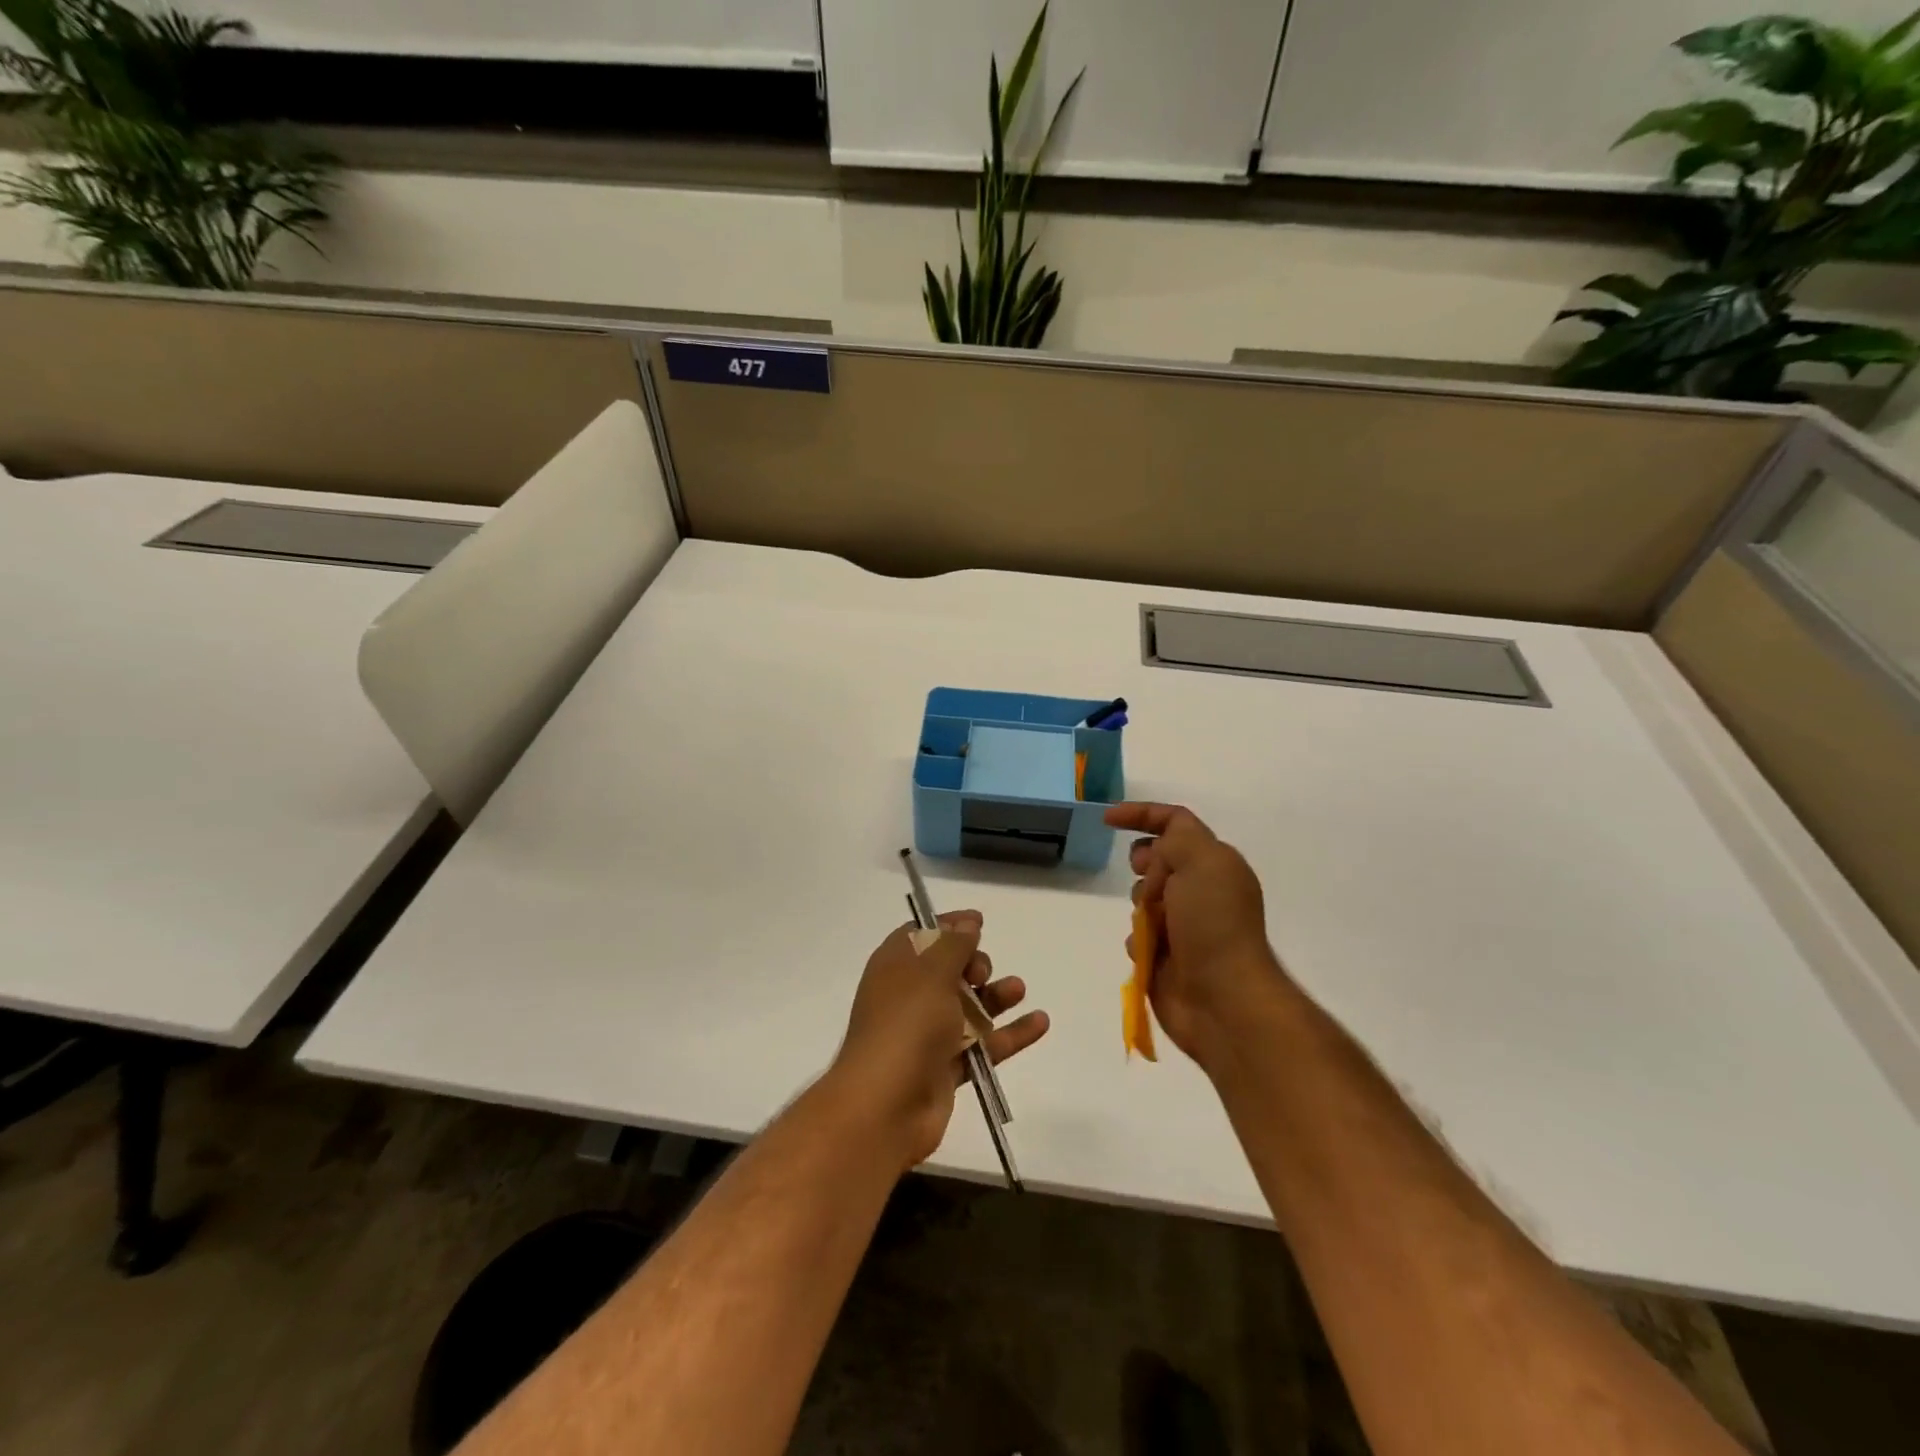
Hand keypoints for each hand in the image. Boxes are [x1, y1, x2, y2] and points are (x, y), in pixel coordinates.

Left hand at [829, 910, 1049, 1169]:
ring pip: (970, 1007)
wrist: (886, 1105)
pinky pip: (985, 1044)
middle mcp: (910, 996)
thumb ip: (954, 943)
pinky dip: (1011, 1034)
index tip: (979, 922)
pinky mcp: (948, 1067)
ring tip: (1018, 989)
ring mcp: (928, 1033)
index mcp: (895, 966)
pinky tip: (1040, 1023)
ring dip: (996, 996)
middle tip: (981, 973)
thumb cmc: (906, 1024)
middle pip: (950, 970)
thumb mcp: (931, 971)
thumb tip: (968, 922)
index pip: (922, 935)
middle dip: (974, 964)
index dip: (949, 926)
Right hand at [1105, 803, 1286, 1071]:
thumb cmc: (1213, 924)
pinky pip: (1137, 934)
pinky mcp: (1166, 956)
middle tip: (1149, 880)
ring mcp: (1184, 925)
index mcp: (1216, 864)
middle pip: (1156, 859)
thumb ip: (1177, 837)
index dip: (1141, 815)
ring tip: (1152, 924)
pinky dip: (1138, 938)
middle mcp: (1201, 890)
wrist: (1223, 999)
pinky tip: (1147, 951)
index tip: (1107, 819)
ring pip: (1142, 898)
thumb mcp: (1202, 861)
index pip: (1175, 823)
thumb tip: (1156, 850)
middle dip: (1144, 866)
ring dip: (1140, 905)